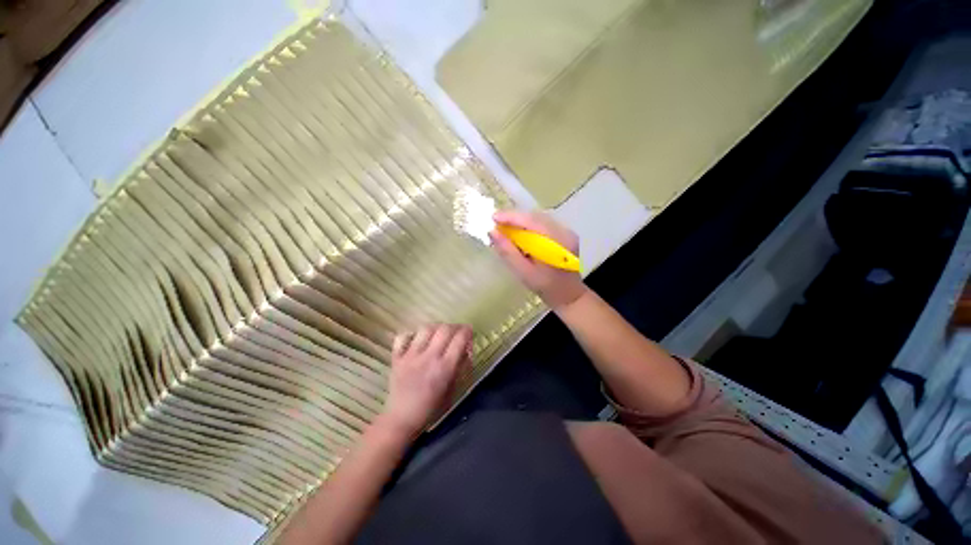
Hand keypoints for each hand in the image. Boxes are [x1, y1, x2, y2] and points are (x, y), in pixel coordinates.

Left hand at [382, 323, 472, 436]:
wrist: (402, 419)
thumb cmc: (431, 408)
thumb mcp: (452, 389)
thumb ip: (459, 367)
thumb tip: (465, 349)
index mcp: (445, 368)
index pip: (460, 339)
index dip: (467, 331)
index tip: (469, 331)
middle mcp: (429, 358)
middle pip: (444, 329)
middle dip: (454, 327)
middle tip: (456, 331)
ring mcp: (411, 356)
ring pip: (425, 328)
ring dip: (435, 327)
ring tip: (438, 333)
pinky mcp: (397, 358)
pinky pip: (402, 337)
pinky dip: (410, 334)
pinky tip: (416, 339)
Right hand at [490, 209, 588, 309]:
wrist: (569, 295)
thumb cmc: (546, 287)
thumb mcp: (524, 272)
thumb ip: (508, 252)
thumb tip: (492, 232)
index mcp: (556, 242)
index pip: (532, 221)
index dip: (511, 216)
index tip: (493, 217)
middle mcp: (565, 232)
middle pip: (536, 216)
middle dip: (514, 218)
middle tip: (496, 223)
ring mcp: (567, 232)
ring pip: (540, 218)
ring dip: (521, 221)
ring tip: (505, 227)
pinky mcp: (565, 234)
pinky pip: (544, 223)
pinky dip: (529, 225)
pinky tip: (519, 232)